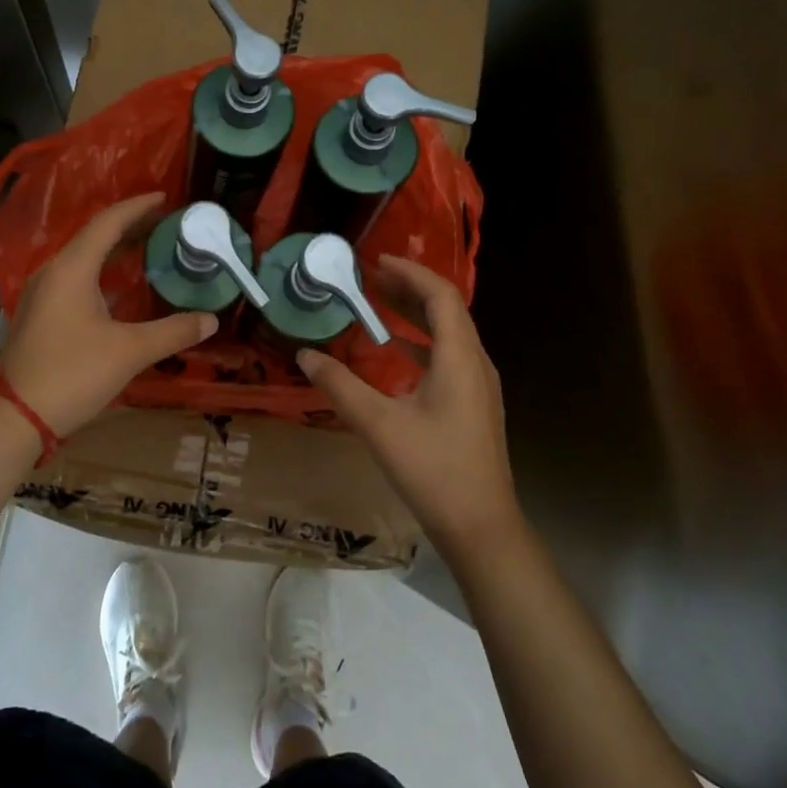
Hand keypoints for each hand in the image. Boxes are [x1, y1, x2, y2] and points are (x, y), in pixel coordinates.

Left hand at [0, 192, 217, 437]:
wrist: (17, 416)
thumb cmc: (73, 374)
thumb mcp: (130, 351)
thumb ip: (173, 331)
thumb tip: (211, 320)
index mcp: (72, 268)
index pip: (108, 222)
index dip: (138, 207)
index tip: (165, 198)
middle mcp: (53, 272)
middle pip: (94, 235)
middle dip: (130, 226)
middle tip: (165, 224)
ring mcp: (43, 293)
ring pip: (83, 258)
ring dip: (115, 250)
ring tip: (148, 248)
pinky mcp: (41, 313)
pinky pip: (76, 277)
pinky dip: (102, 271)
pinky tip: (120, 287)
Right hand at [297, 255, 516, 552]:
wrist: (481, 527)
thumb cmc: (433, 470)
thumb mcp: (379, 424)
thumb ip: (340, 385)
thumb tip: (305, 355)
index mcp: (460, 358)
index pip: (441, 296)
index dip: (411, 272)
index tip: (377, 261)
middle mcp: (475, 364)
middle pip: (447, 310)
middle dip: (410, 288)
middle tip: (372, 277)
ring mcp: (478, 387)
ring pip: (449, 334)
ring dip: (416, 314)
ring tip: (380, 303)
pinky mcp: (474, 406)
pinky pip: (449, 357)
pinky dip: (421, 343)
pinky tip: (395, 353)